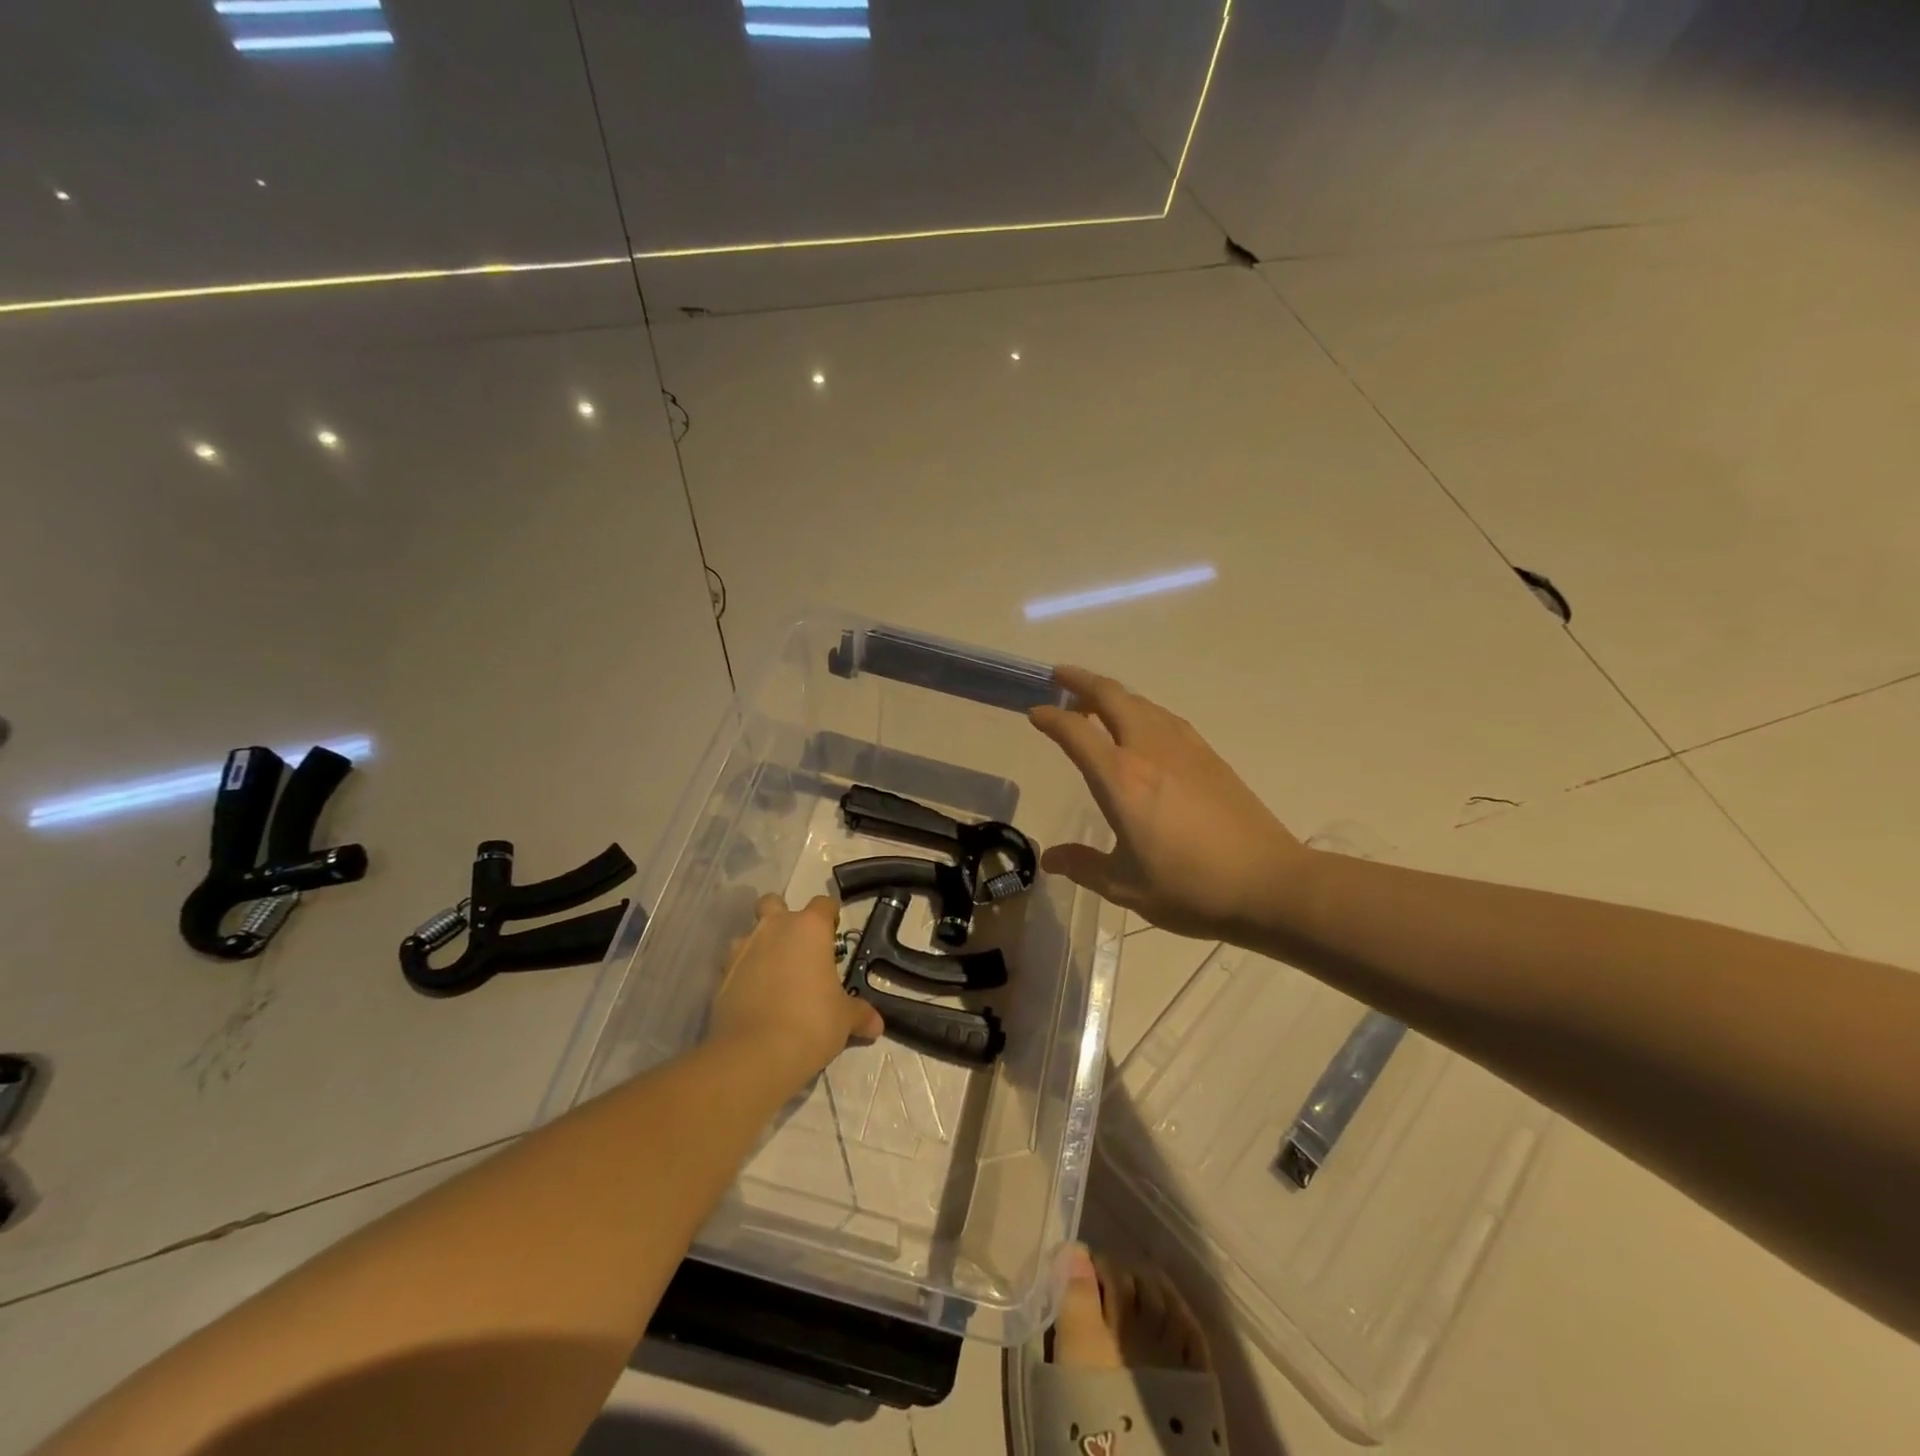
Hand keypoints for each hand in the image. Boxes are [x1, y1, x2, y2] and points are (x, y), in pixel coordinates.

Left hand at [709, 894, 882, 1090]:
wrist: (754, 1055)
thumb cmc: (811, 1023)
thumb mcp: (844, 1020)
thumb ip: (859, 1014)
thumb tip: (876, 1024)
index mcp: (809, 928)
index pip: (823, 904)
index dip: (830, 915)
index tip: (834, 932)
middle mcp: (773, 929)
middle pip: (773, 903)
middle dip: (782, 916)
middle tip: (797, 946)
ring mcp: (742, 950)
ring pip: (749, 934)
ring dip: (759, 946)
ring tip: (773, 976)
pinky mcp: (721, 977)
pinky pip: (734, 965)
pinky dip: (743, 975)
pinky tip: (754, 999)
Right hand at [1030, 667, 1306, 941]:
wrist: (1269, 884)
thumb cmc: (1190, 888)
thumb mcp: (1125, 886)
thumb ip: (1084, 866)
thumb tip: (1051, 858)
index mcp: (1121, 779)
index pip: (1075, 732)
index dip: (1050, 719)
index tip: (1034, 713)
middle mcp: (1149, 751)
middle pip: (1112, 697)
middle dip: (1081, 682)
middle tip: (1060, 678)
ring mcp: (1184, 749)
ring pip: (1142, 703)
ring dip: (1114, 694)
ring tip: (1096, 702)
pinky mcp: (1210, 757)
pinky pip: (1166, 718)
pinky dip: (1143, 710)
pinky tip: (1144, 727)